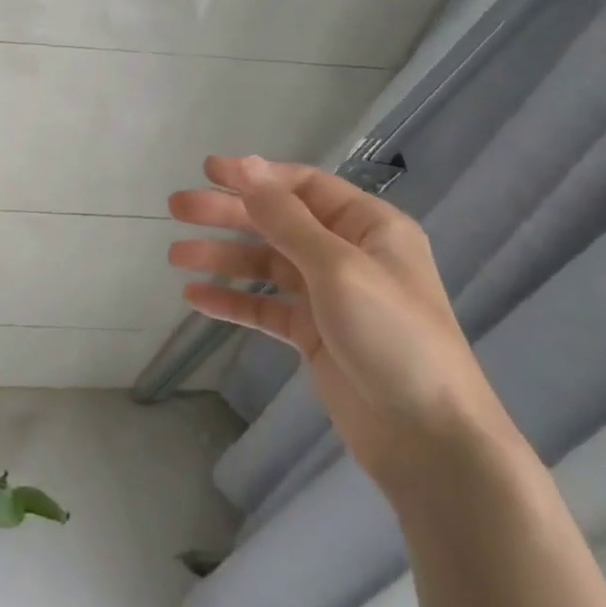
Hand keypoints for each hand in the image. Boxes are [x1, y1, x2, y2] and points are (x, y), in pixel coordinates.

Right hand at [168, 156, 513, 487]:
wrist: (429, 439)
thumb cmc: (392, 336)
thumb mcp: (338, 267)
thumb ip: (286, 218)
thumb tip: (246, 166)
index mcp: (369, 226)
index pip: (303, 187)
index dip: (255, 176)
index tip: (207, 172)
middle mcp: (348, 254)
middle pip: (278, 222)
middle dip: (228, 214)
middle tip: (177, 208)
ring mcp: (330, 296)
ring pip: (267, 264)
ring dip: (223, 257)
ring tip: (176, 256)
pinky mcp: (314, 335)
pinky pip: (266, 307)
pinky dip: (233, 300)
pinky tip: (195, 299)